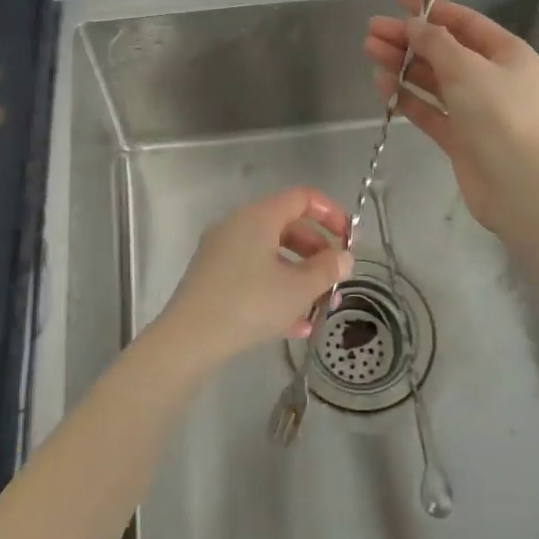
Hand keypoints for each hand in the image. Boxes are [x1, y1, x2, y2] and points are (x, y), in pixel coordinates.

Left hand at [152, 187, 352, 371]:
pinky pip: (254, 274)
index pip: (302, 198)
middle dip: (317, 253)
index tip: (350, 240)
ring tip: (321, 308)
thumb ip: (326, 269)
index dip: (331, 213)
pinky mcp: (213, 277)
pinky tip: (296, 326)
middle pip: (288, 227)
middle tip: (337, 278)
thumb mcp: (297, 289)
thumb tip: (344, 257)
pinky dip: (277, 291)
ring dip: (300, 277)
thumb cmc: (249, 304)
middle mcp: (238, 225)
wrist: (188, 340)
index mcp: (258, 216)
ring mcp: (222, 251)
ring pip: (271, 255)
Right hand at [364, 0, 538, 233]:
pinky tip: (382, 83)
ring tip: (369, 51)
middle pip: (444, 50)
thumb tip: (413, 25)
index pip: (466, 23)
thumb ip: (435, 42)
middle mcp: (493, 78)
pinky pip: (429, 109)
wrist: (516, 184)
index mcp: (507, 54)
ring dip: (403, 64)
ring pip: (433, 79)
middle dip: (408, 39)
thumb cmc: (497, 114)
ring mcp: (475, 109)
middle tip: (371, 30)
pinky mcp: (459, 137)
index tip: (398, 2)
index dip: (432, 10)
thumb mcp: (465, 67)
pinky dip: (406, 95)